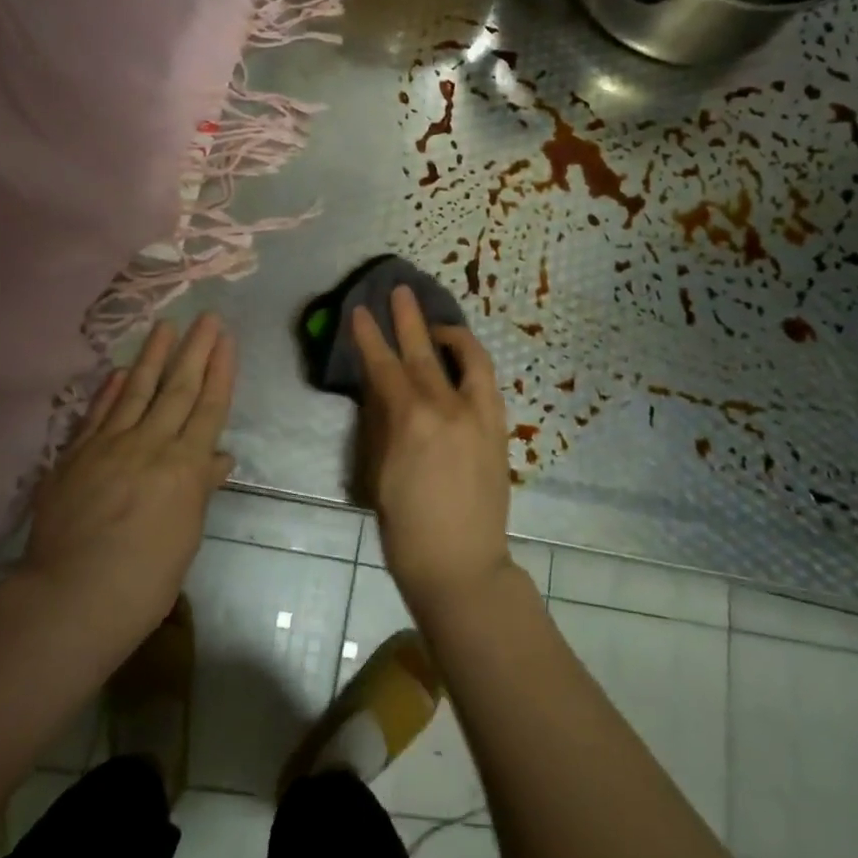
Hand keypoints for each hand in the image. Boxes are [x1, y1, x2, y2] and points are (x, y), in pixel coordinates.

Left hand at [17, 315, 235, 652]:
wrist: (73, 597)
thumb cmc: (145, 579)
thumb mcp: (186, 536)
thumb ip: (199, 489)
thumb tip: (219, 457)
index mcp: (185, 466)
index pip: (209, 407)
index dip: (220, 371)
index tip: (226, 339)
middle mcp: (151, 445)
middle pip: (178, 389)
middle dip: (196, 350)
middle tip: (207, 316)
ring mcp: (109, 446)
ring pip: (136, 391)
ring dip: (153, 356)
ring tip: (166, 326)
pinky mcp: (75, 456)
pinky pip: (97, 414)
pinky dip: (108, 390)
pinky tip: (117, 370)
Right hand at [352, 286, 514, 620]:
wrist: (462, 566)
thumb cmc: (407, 530)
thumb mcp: (378, 476)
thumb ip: (381, 425)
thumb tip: (380, 390)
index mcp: (411, 423)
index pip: (385, 367)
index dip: (369, 337)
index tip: (359, 310)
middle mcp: (448, 409)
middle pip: (423, 352)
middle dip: (408, 318)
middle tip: (398, 290)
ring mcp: (479, 416)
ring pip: (467, 358)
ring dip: (449, 334)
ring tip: (435, 323)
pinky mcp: (498, 429)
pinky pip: (486, 382)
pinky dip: (472, 362)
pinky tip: (460, 359)